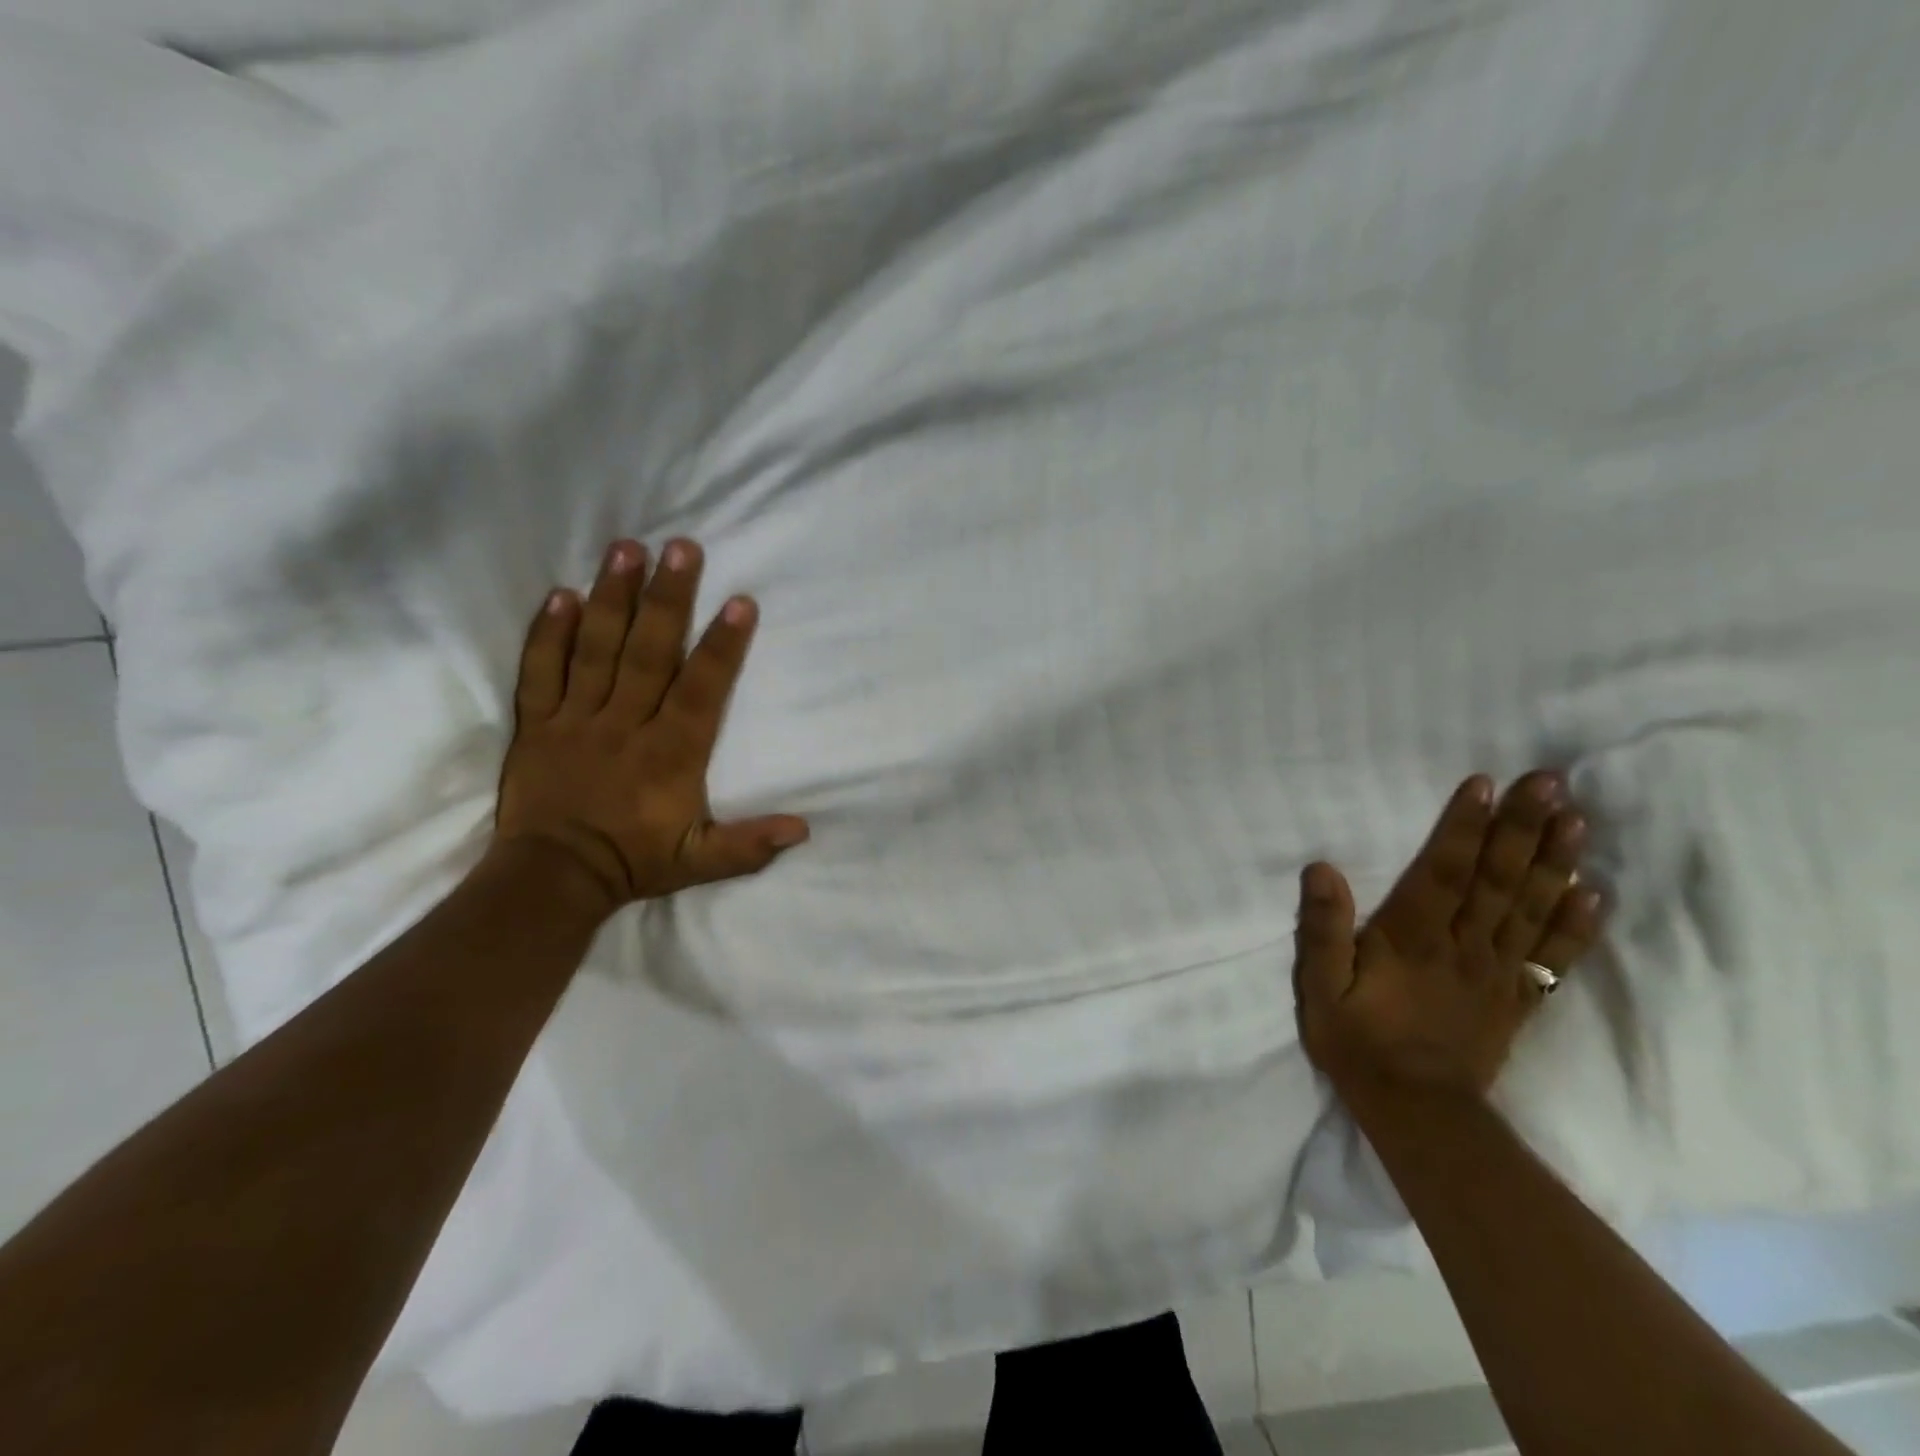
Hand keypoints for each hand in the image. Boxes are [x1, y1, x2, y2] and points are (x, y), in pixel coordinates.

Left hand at [492, 538, 809, 917]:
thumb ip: (749, 844)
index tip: (739, 602)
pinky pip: (541, 671)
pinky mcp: (538, 723)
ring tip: (626, 549)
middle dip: (667, 599)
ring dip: (612, 598)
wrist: (552, 879)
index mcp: (670, 754)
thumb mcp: (701, 862)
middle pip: (648, 653)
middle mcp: (625, 725)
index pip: (701, 690)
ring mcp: (577, 720)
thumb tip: (804, 829)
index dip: (722, 646)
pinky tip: (562, 594)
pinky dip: (548, 633)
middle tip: (681, 546)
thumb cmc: (634, 862)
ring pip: (596, 650)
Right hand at [1293, 772, 1602, 1099]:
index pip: (1443, 871)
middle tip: (1551, 782)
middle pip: (1498, 880)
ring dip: (1555, 862)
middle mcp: (1465, 946)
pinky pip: (1553, 958)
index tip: (1486, 784)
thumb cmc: (1358, 1041)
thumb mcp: (1320, 988)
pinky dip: (1576, 926)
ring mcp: (1498, 973)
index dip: (1464, 826)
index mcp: (1414, 939)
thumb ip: (1323, 929)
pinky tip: (1594, 893)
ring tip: (1577, 821)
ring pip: (1532, 909)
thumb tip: (1322, 869)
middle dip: (1522, 828)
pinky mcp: (1516, 999)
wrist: (1416, 1111)